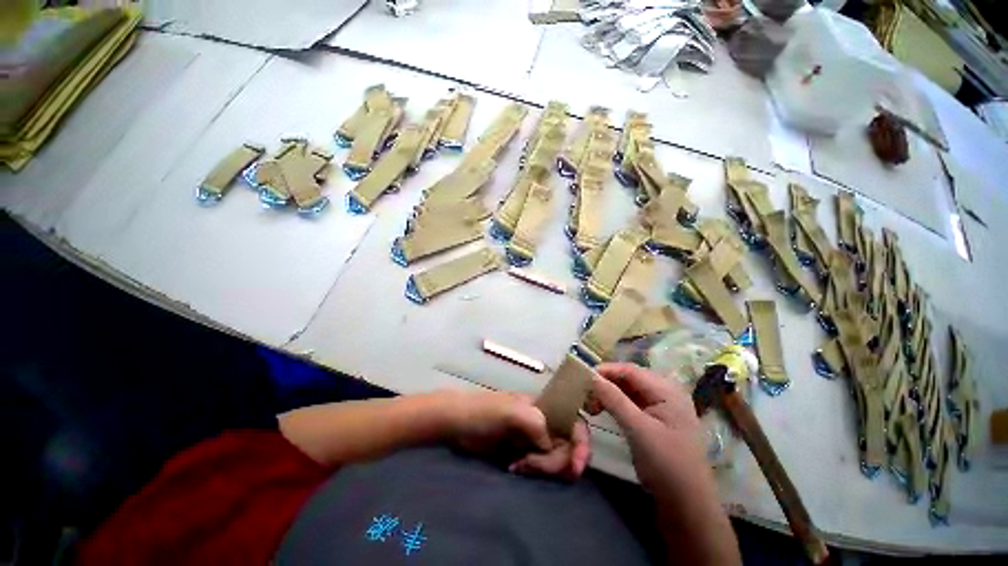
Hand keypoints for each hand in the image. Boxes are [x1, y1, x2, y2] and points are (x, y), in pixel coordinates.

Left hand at [445, 391, 591, 479]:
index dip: (582, 444)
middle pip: (567, 447)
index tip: (575, 468)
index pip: (575, 422)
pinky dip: (532, 471)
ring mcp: (533, 439)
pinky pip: (540, 467)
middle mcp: (544, 422)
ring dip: (542, 468)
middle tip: (529, 464)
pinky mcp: (523, 453)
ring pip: (555, 459)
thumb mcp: (509, 411)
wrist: (458, 424)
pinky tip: (514, 467)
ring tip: (518, 465)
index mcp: (544, 407)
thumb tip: (551, 446)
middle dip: (554, 461)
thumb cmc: (483, 412)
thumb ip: (535, 423)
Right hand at [585, 363, 708, 498]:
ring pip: (627, 390)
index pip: (630, 370)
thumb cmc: (666, 463)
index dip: (605, 370)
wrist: (686, 503)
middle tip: (584, 394)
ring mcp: (661, 405)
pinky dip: (615, 403)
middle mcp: (665, 391)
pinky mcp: (655, 417)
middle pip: (628, 378)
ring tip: (590, 403)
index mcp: (667, 389)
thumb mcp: (637, 429)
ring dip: (608, 393)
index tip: (582, 377)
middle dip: (605, 383)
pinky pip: (631, 402)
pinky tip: (602, 408)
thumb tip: (591, 376)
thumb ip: (613, 399)